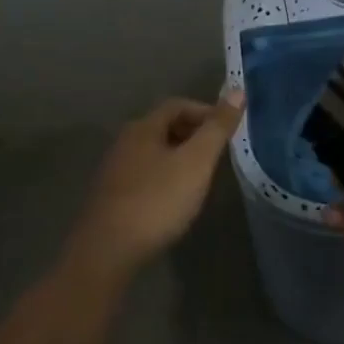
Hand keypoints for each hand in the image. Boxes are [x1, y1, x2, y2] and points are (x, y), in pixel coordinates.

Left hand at [67, 91, 244, 278]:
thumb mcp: (196, 162)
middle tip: (217, 153)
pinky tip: (174, 199)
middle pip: (163, 127)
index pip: (178, 105)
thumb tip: (238, 89)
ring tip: (200, 176)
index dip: (205, 112)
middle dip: (193, 134)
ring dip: (178, 157)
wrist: (106, 254)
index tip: (226, 131)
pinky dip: (164, 177)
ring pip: (153, 152)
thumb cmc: (157, 201)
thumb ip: (217, 127)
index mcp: (143, 128)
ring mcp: (113, 171)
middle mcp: (124, 143)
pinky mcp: (110, 198)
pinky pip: (143, 175)